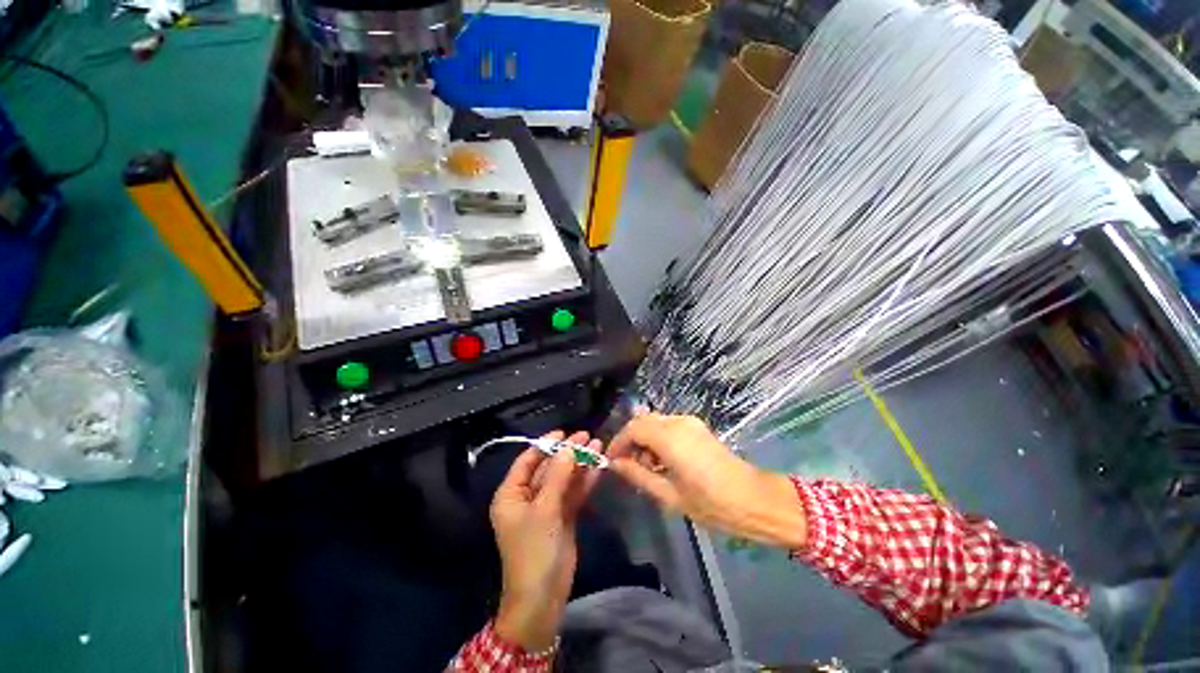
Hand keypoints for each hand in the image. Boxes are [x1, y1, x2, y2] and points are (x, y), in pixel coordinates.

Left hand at [490, 430, 601, 651]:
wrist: (543, 597)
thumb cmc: (534, 551)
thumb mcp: (544, 510)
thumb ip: (557, 477)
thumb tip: (569, 448)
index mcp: (512, 494)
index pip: (528, 460)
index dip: (545, 444)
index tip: (564, 432)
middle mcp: (528, 497)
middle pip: (549, 467)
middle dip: (568, 452)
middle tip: (587, 436)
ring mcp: (547, 507)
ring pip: (564, 479)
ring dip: (579, 464)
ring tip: (597, 445)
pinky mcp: (562, 517)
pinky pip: (573, 493)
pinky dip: (584, 481)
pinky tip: (598, 467)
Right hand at [608, 414, 806, 548]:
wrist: (753, 499)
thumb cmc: (710, 503)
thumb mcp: (668, 494)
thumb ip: (638, 475)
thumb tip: (616, 464)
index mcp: (669, 437)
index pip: (632, 428)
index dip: (618, 442)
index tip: (611, 460)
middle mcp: (678, 422)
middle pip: (642, 421)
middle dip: (630, 440)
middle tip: (628, 465)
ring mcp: (689, 421)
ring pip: (655, 421)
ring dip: (645, 439)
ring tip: (648, 467)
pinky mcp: (697, 426)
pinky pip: (668, 425)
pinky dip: (658, 438)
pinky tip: (663, 461)